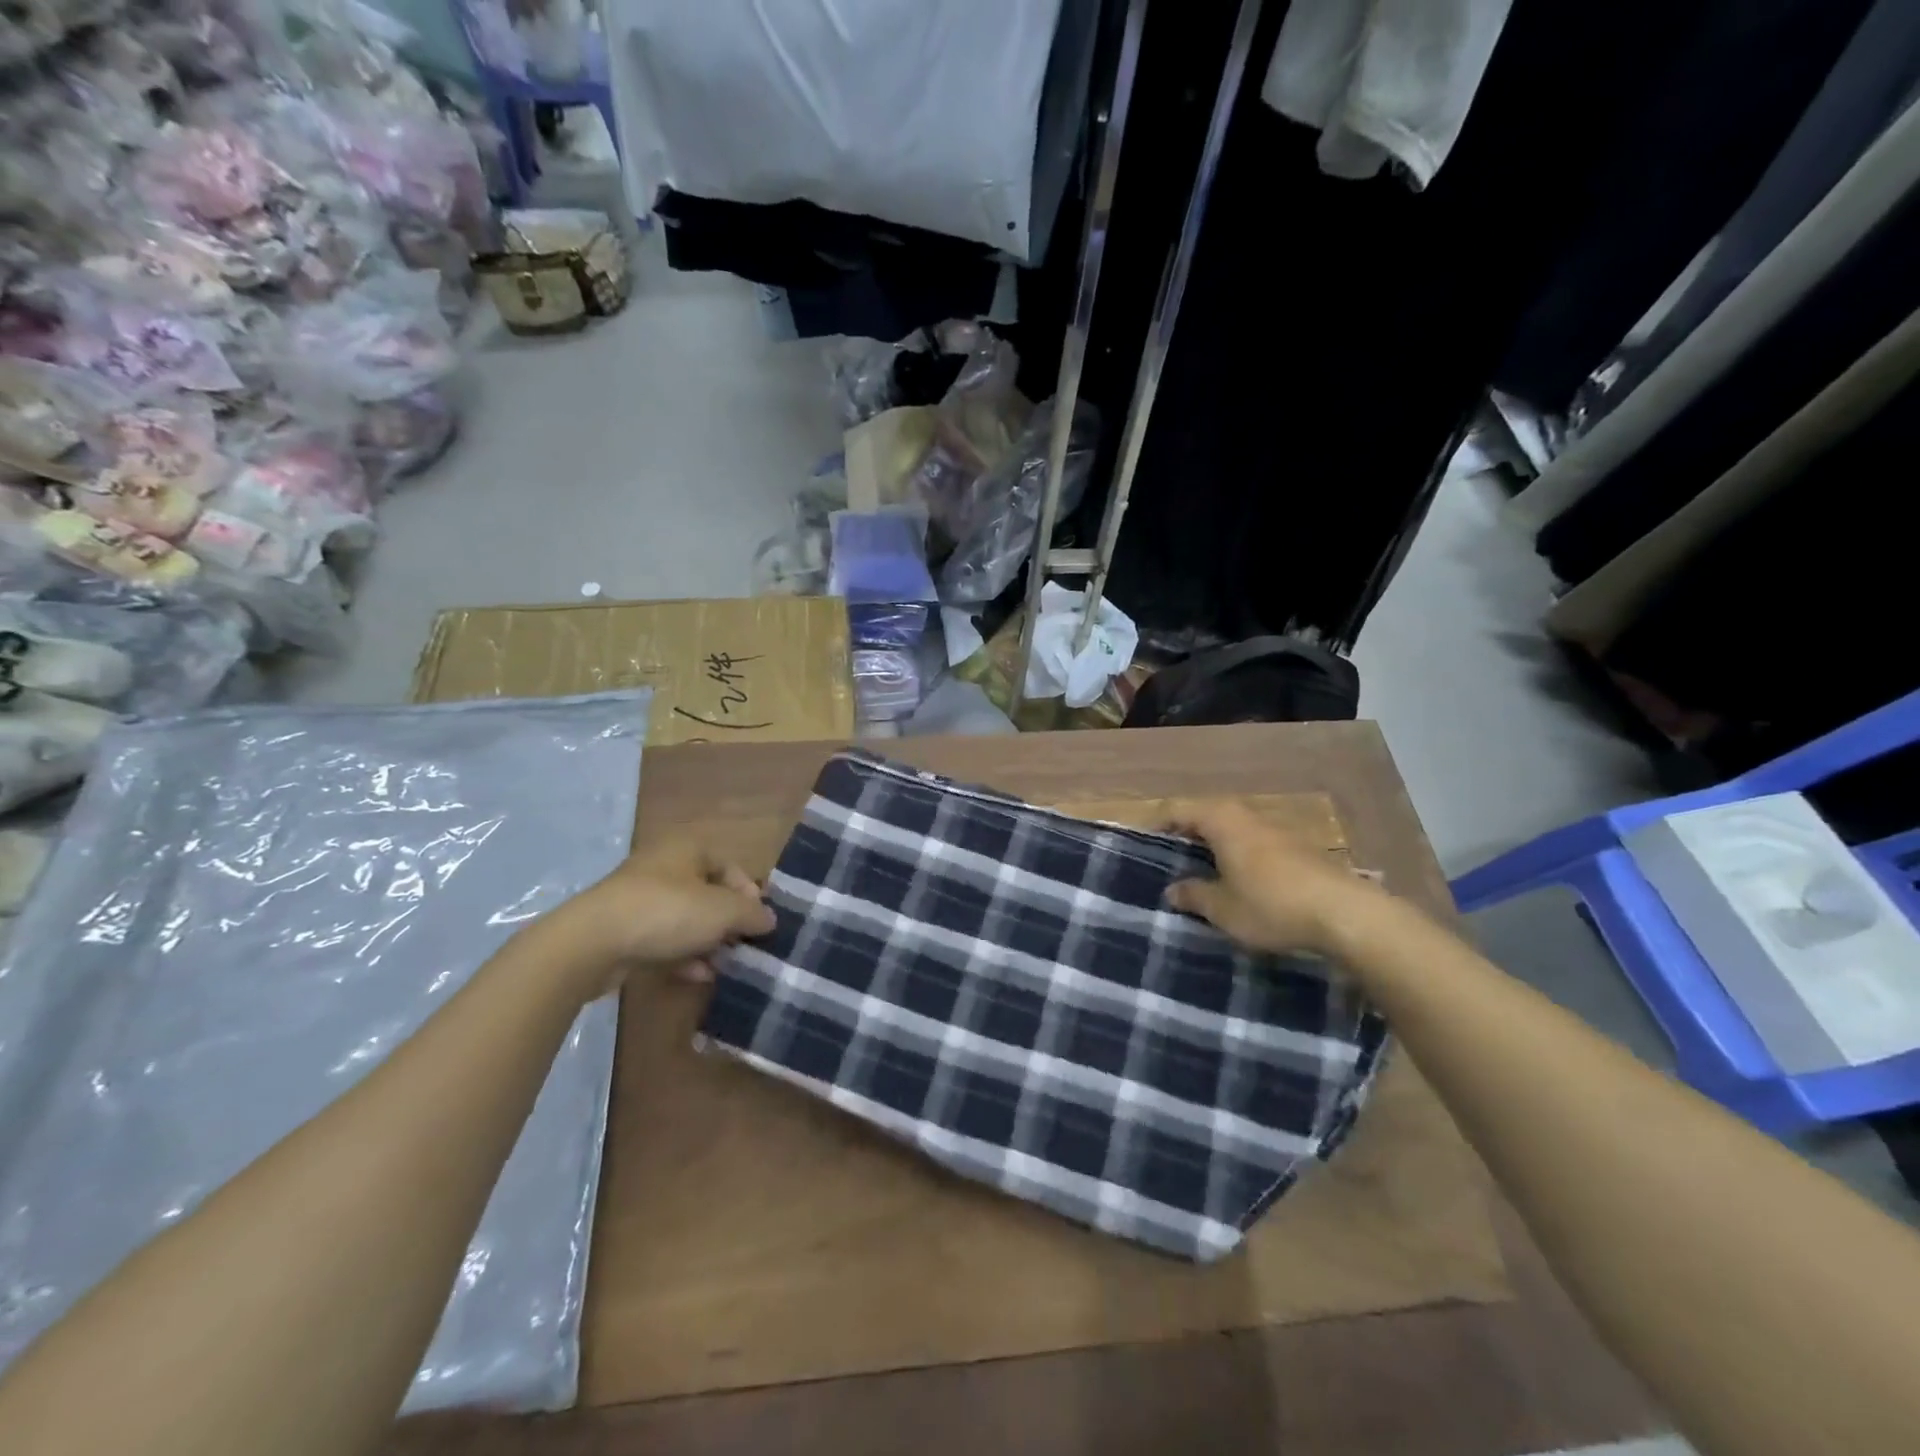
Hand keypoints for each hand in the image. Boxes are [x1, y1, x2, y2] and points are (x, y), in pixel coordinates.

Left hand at [545, 839, 774, 999]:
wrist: (590, 944)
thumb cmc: (666, 912)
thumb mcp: (722, 911)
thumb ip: (752, 914)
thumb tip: (770, 919)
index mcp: (688, 849)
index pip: (731, 866)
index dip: (750, 894)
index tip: (759, 923)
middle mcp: (664, 867)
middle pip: (709, 893)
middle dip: (729, 922)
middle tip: (744, 945)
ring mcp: (640, 899)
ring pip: (686, 918)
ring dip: (708, 942)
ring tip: (725, 965)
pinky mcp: (624, 930)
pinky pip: (664, 939)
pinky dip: (683, 955)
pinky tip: (698, 976)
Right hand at [1161, 800, 1380, 956]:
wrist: (1345, 914)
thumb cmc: (1271, 905)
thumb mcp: (1222, 909)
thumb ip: (1193, 895)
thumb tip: (1172, 889)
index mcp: (1221, 821)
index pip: (1177, 809)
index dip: (1157, 824)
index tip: (1143, 844)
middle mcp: (1246, 815)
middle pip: (1206, 814)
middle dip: (1186, 834)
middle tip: (1169, 859)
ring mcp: (1275, 829)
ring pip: (1232, 828)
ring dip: (1214, 844)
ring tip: (1201, 871)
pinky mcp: (1297, 848)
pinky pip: (1253, 842)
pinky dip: (1238, 854)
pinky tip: (1239, 881)